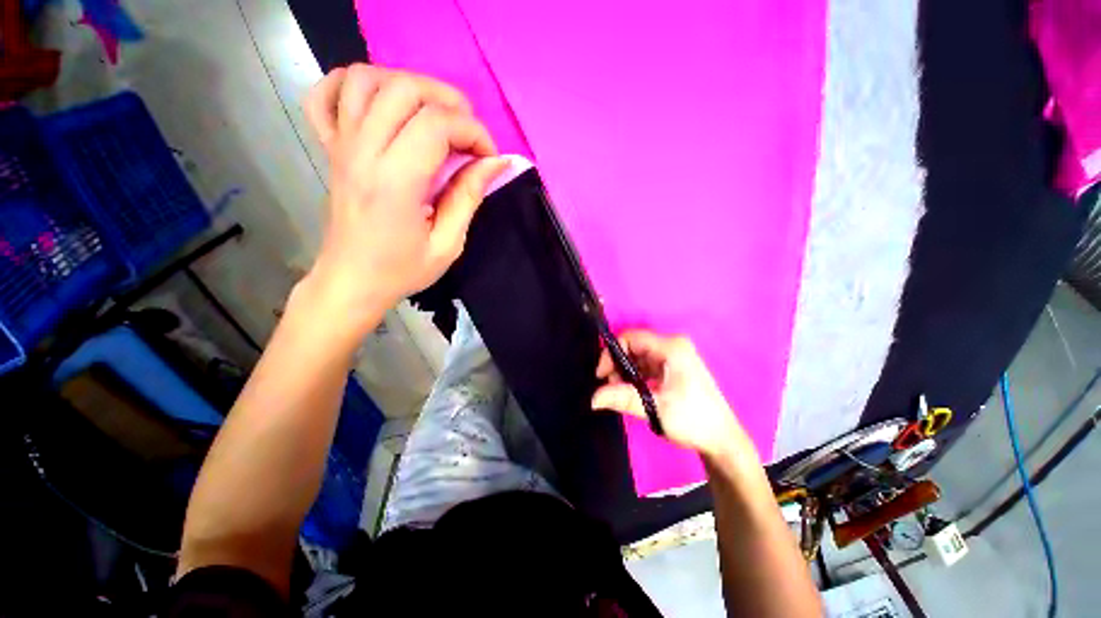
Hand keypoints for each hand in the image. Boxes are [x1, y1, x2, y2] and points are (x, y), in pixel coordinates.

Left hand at [302, 64, 507, 331]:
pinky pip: (326, 94)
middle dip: (449, 102)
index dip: (473, 132)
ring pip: (367, 79)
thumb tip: (496, 162)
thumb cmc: (402, 269)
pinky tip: (379, 104)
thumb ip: (469, 197)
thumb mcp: (448, 244)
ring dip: (408, 86)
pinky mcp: (329, 147)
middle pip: (404, 89)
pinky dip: (352, 85)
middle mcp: (363, 152)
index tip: (488, 157)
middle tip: (467, 134)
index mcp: (395, 182)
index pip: (437, 124)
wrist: (352, 281)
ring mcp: (340, 145)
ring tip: (431, 116)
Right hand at [592, 331, 757, 464]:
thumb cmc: (692, 420)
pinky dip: (635, 376)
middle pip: (634, 346)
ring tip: (620, 392)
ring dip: (625, 372)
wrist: (722, 440)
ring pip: (638, 356)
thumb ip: (622, 398)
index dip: (612, 353)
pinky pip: (646, 365)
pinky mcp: (673, 367)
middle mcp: (673, 346)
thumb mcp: (654, 407)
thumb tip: (593, 398)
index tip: (602, 376)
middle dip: (617, 364)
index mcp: (672, 348)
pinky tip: (632, 391)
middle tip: (609, 387)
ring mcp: (674, 356)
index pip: (631, 338)